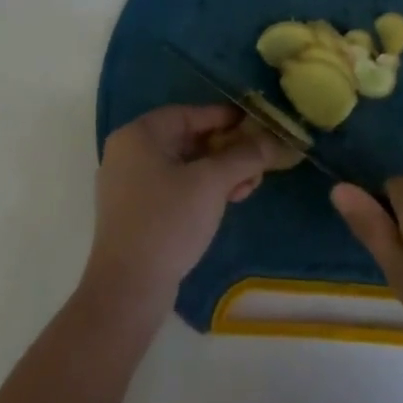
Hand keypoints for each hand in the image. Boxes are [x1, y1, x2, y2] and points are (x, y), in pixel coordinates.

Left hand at [85, 104, 297, 305]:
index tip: (257, 125)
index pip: (190, 114)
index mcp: (139, 135)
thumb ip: (244, 156)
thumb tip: (273, 140)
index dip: (226, 118)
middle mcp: (129, 153)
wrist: (128, 288)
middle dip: (227, 150)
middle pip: (188, 139)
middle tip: (257, 162)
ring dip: (219, 172)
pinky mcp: (136, 212)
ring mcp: (129, 184)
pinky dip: (201, 190)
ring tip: (248, 187)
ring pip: (184, 165)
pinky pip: (174, 187)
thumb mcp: (212, 183)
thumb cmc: (168, 221)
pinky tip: (227, 202)